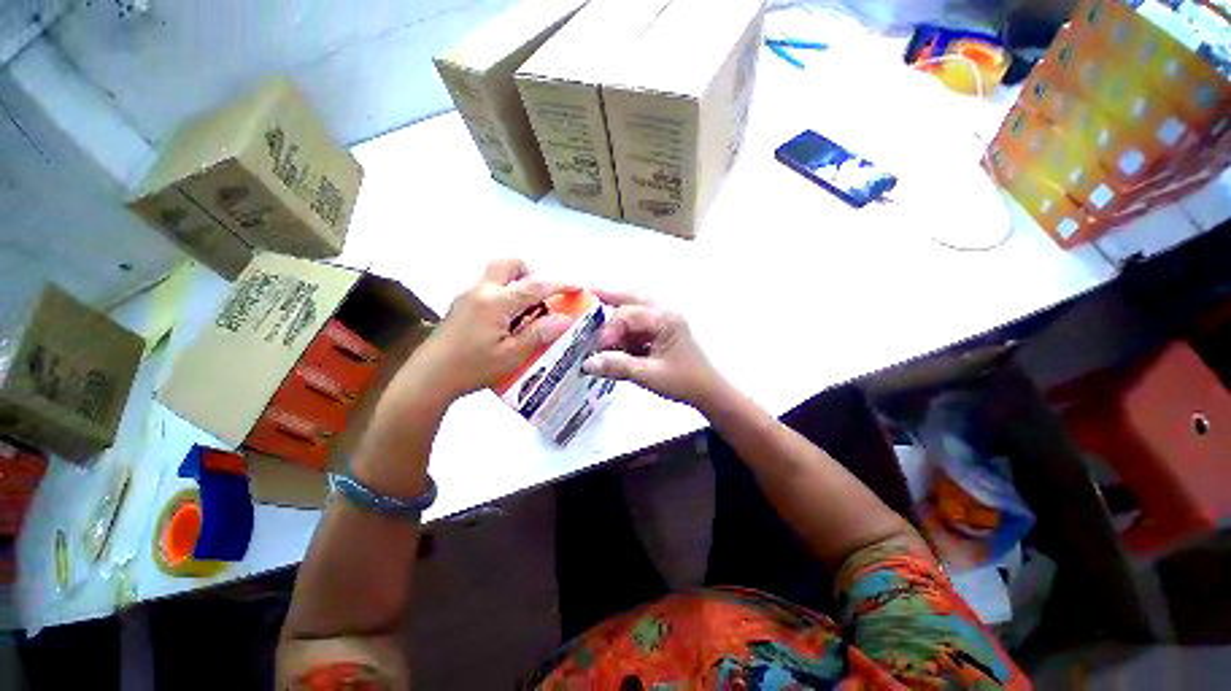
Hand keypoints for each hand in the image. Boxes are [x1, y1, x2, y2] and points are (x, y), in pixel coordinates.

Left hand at [407, 258, 574, 402]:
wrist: (429, 378)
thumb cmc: (472, 368)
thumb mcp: (512, 355)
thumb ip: (539, 334)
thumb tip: (565, 319)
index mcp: (496, 301)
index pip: (535, 285)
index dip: (560, 283)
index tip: (578, 286)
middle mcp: (481, 290)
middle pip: (509, 263)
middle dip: (531, 272)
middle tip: (541, 297)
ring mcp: (467, 295)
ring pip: (497, 273)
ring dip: (518, 283)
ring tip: (528, 312)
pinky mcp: (461, 304)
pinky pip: (489, 287)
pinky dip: (506, 294)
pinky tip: (508, 321)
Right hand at [581, 290, 723, 406]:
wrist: (708, 391)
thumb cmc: (684, 381)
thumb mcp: (649, 375)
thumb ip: (618, 367)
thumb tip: (588, 363)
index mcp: (665, 319)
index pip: (628, 315)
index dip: (609, 330)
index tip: (599, 350)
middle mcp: (664, 313)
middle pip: (633, 296)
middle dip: (610, 295)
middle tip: (588, 293)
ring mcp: (664, 320)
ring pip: (636, 306)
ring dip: (617, 308)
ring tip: (595, 306)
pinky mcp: (661, 331)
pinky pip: (639, 321)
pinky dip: (624, 325)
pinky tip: (613, 334)